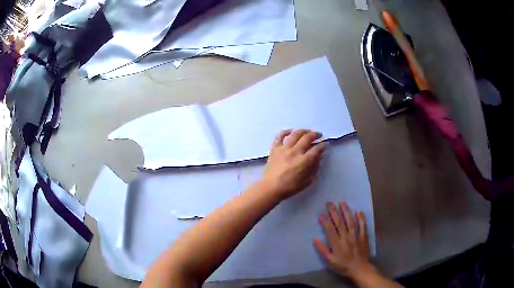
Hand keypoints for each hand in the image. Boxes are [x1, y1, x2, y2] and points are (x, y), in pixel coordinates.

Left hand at [262, 129, 324, 199]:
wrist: (271, 187)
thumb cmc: (291, 187)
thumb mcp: (308, 181)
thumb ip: (315, 167)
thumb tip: (319, 157)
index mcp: (304, 161)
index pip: (317, 149)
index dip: (322, 145)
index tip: (324, 145)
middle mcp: (295, 152)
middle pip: (307, 138)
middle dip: (315, 135)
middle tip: (319, 135)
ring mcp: (284, 149)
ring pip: (295, 134)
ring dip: (304, 131)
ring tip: (308, 132)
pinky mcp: (275, 148)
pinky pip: (280, 136)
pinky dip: (285, 132)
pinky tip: (291, 132)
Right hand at [314, 202, 376, 280]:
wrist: (359, 269)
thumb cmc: (343, 266)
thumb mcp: (330, 261)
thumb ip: (323, 250)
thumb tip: (315, 239)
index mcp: (337, 244)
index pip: (330, 229)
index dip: (325, 220)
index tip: (321, 213)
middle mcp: (346, 237)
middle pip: (339, 222)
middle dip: (334, 212)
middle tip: (329, 203)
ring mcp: (356, 236)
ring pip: (351, 221)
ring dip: (346, 211)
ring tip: (342, 203)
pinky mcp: (364, 236)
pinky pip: (362, 225)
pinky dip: (361, 218)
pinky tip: (358, 210)